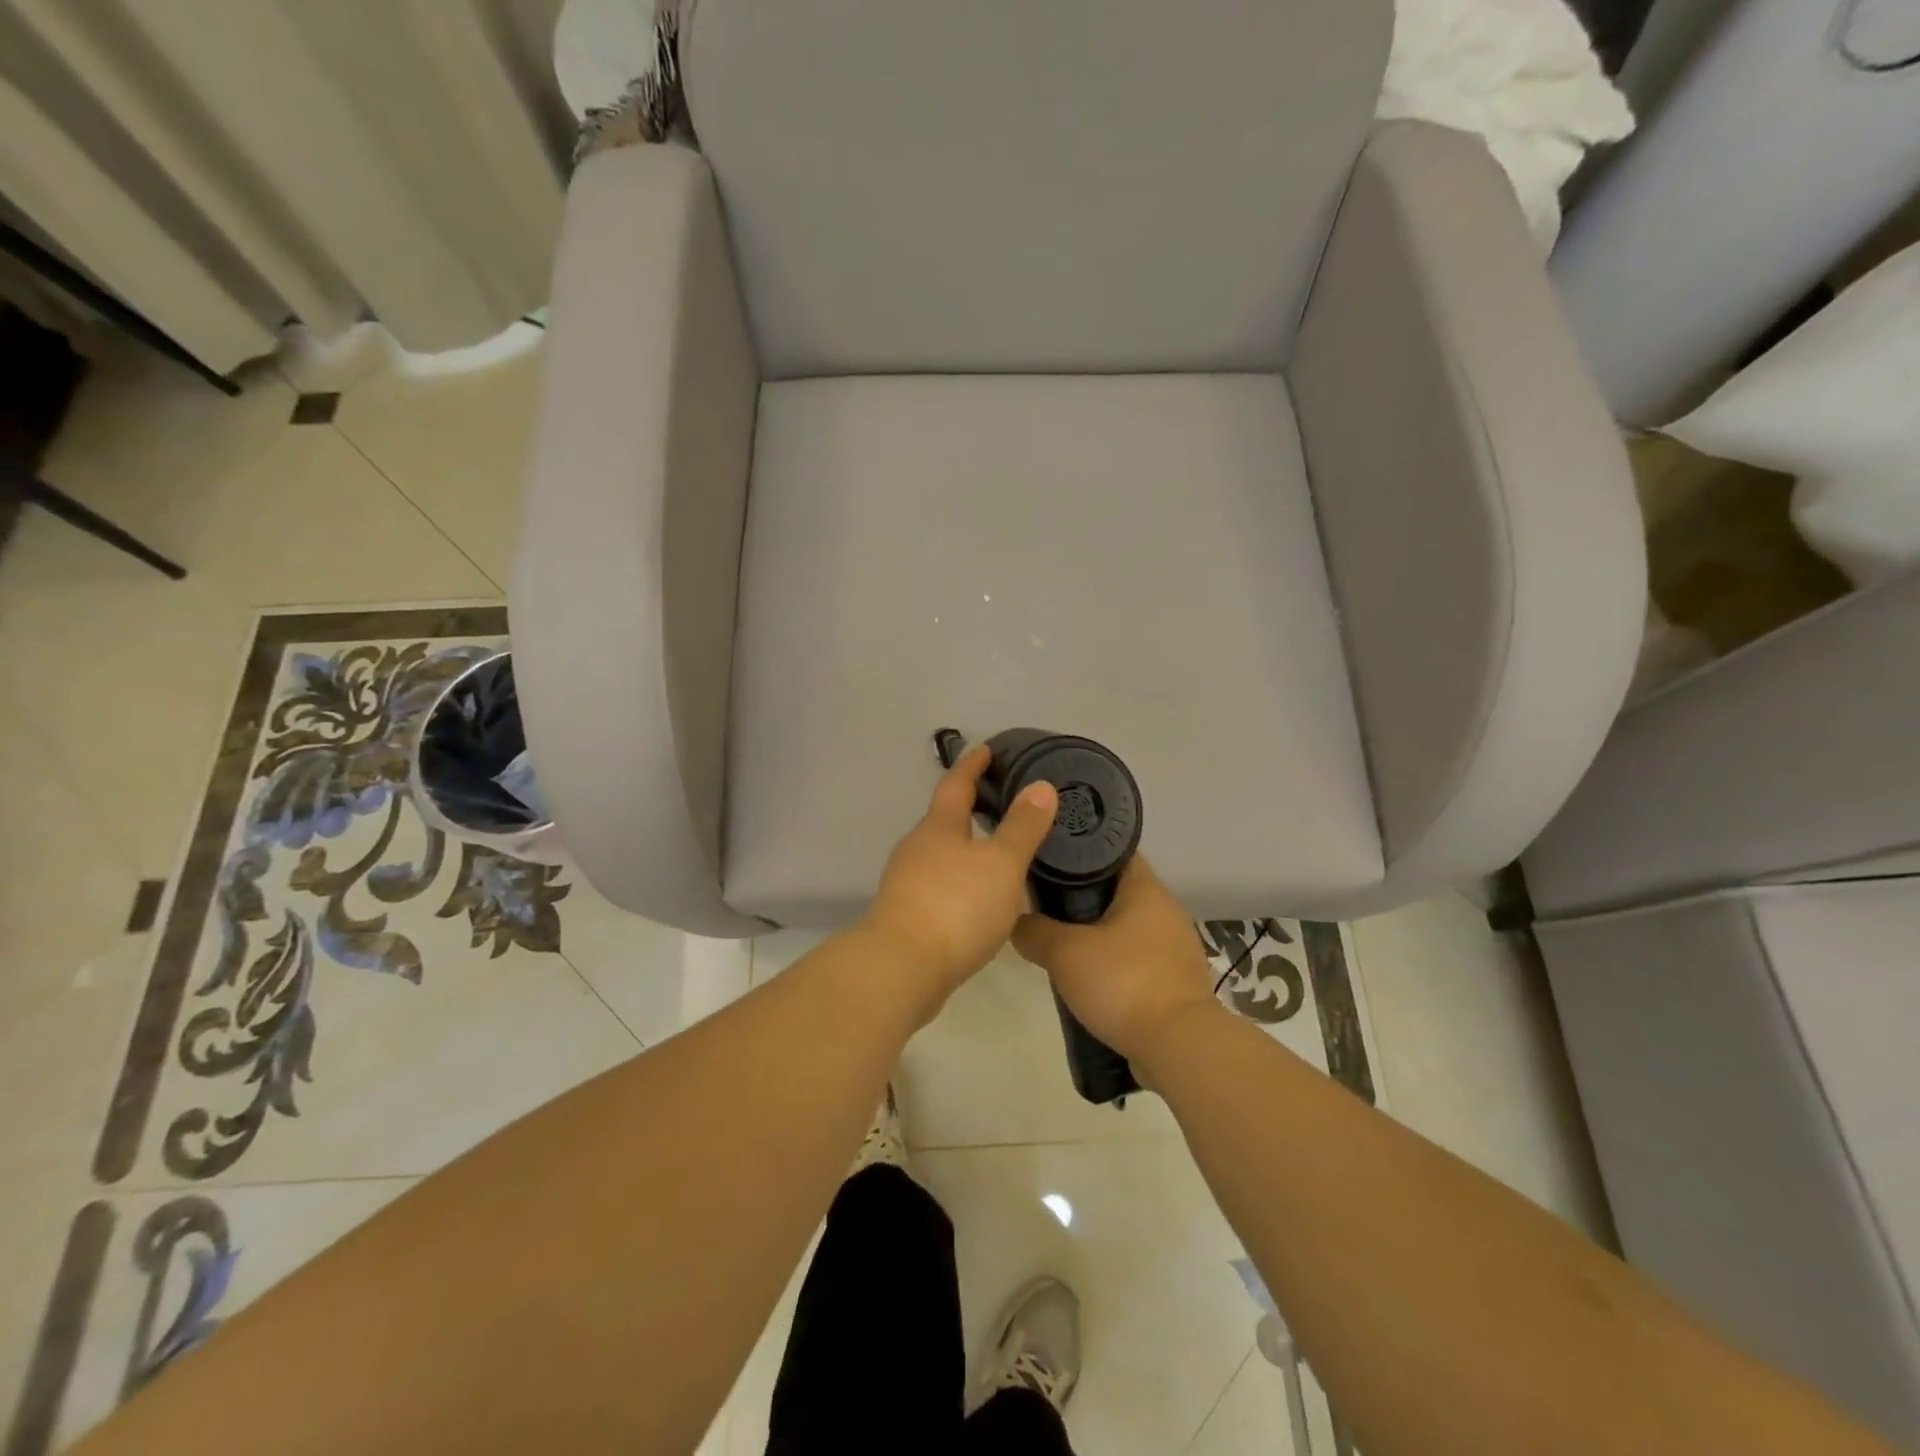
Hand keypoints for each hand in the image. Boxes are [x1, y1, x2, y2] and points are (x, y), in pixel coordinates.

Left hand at [860, 746, 1058, 1018]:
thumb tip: (1041, 786)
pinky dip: (958, 882)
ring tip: (995, 854)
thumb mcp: (1001, 864)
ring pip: (939, 855)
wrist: (901, 968)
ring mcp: (906, 882)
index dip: (972, 765)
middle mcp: (917, 848)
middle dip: (968, 809)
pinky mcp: (905, 915)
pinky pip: (937, 886)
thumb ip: (1022, 827)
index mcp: (938, 827)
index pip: (956, 784)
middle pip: (943, 819)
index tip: (986, 750)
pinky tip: (977, 899)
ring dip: (964, 849)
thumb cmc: (956, 906)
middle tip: (1000, 804)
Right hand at [1012, 857, 1220, 1065]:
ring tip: (1061, 940)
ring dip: (1098, 931)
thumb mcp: (1064, 953)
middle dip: (1082, 895)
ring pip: (1127, 925)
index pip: (1111, 850)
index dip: (1079, 849)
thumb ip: (1034, 931)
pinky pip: (1137, 957)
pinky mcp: (1176, 979)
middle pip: (1117, 888)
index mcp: (1145, 888)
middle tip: (1044, 900)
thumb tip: (1016, 922)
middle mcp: (1165, 909)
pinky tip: (1089, 975)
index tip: (1048, 856)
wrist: (1178, 1046)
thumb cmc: (1123, 982)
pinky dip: (1114, 961)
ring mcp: (1175, 946)